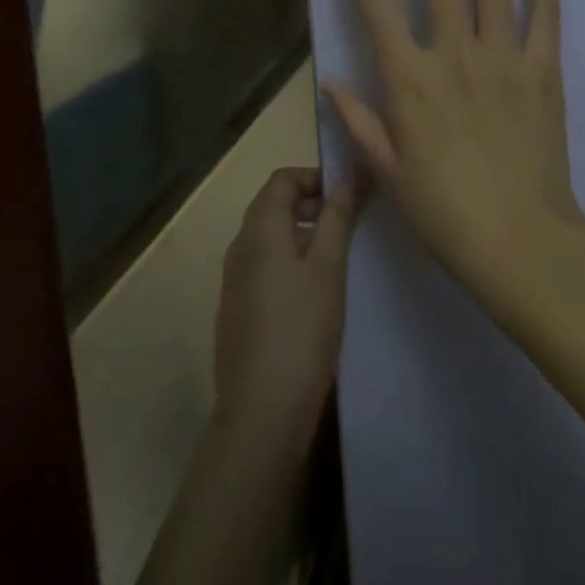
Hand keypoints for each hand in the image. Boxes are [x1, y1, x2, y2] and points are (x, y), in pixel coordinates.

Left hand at [212, 166, 359, 459]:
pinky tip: (315, 293)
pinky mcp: (237, 310)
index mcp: (259, 229)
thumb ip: (338, 215)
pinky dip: (290, 262)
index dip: (316, 177)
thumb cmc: (302, 327)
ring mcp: (234, 280)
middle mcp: (239, 246)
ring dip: (304, 234)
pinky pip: (265, 267)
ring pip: (270, 238)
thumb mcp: (329, 266)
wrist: (262, 409)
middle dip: (312, 204)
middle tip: (350, 223)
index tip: (349, 194)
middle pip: (274, 205)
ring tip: (339, 257)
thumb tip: (348, 175)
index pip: (282, 178)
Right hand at [322, 0, 584, 310]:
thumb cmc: (445, 212)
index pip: (376, 5)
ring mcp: (503, 57)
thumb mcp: (389, 170)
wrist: (520, 241)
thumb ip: (359, 120)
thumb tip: (331, 80)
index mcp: (410, 79)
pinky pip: (544, 14)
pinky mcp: (543, 70)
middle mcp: (454, 54)